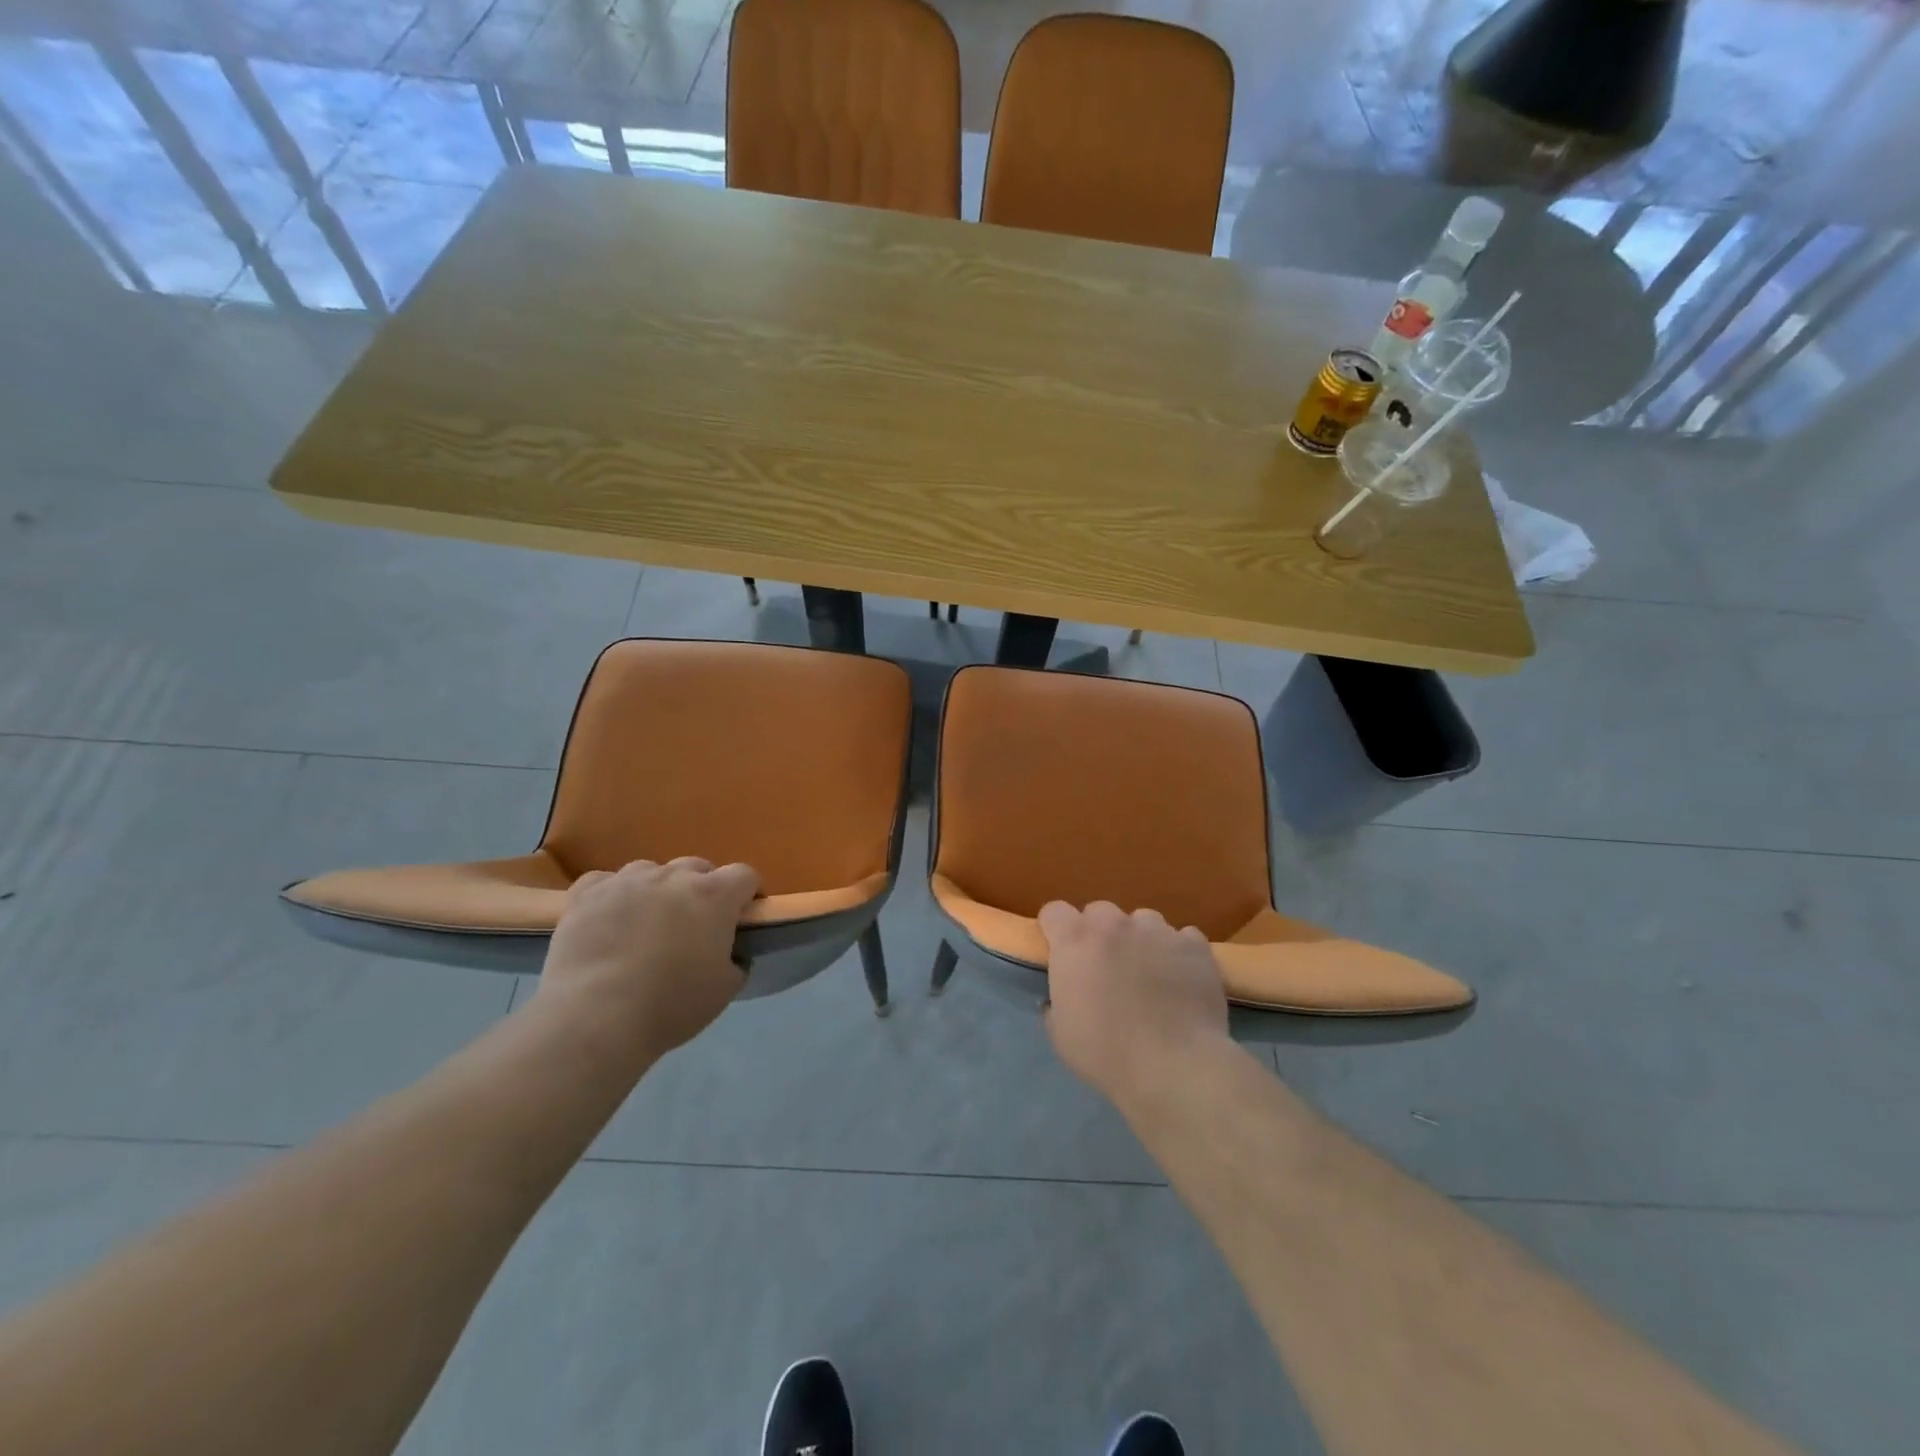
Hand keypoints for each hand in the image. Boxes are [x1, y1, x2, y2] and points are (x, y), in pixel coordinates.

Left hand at [536, 858, 759, 1062]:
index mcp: (714, 896)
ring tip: (646, 923)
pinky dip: (612, 895)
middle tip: (692, 926)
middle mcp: (673, 877)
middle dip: (701, 890)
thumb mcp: (725, 989)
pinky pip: (606, 882)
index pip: (744, 875)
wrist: (594, 1019)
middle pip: (697, 868)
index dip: (746, 894)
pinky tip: (607, 919)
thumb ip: (735, 959)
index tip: (740, 918)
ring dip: (657, 890)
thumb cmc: (670, 1006)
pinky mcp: (586, 894)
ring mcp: (627, 880)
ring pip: (651, 871)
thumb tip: (729, 952)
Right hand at [1039, 901, 1231, 1105]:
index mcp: (1075, 940)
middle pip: (1100, 912)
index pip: (1055, 911)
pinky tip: (1181, 979)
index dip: (1056, 930)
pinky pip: (1182, 938)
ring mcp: (1158, 930)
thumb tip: (1064, 995)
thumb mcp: (1060, 1032)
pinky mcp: (1194, 945)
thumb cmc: (1106, 1053)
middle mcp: (1114, 924)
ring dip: (1140, 940)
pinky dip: (1177, 952)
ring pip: (1143, 921)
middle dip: (1099, 934)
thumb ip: (1057, 1000)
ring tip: (1149, 973)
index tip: (1061, 952)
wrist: (1174, 1067)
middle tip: (1106, 968)